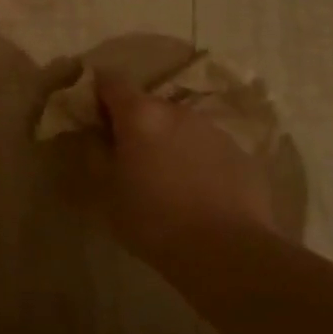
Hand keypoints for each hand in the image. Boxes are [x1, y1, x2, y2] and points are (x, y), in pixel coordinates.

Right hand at [94, 72, 278, 258]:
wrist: (228, 252)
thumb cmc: (153, 220)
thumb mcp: (106, 192)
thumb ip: (94, 154)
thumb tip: (92, 133)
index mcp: (140, 114)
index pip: (111, 80)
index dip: (97, 92)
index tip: (91, 114)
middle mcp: (177, 111)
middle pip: (146, 104)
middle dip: (133, 123)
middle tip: (126, 156)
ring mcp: (213, 130)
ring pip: (178, 126)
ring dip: (166, 141)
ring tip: (164, 178)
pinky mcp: (241, 154)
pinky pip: (206, 148)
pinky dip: (194, 159)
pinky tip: (195, 193)